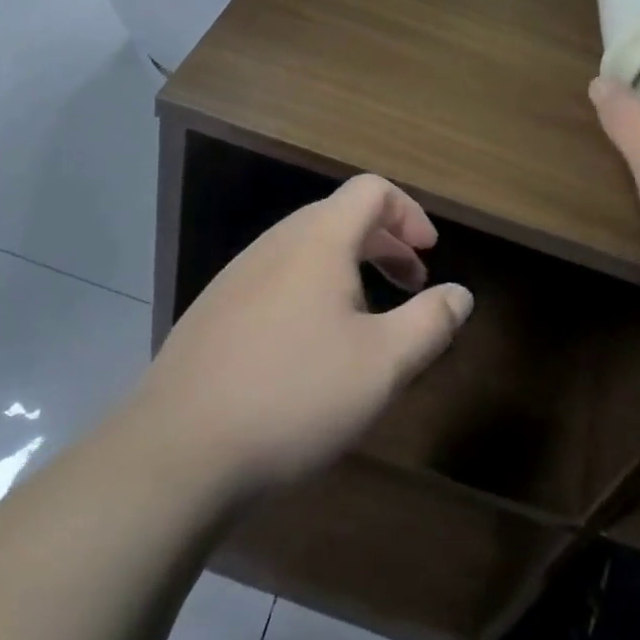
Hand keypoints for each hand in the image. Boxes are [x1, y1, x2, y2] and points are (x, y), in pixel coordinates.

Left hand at [133, 175, 474, 499]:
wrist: (178, 450)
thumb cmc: (294, 395)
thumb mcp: (382, 365)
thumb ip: (430, 322)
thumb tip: (460, 294)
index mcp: (318, 239)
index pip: (371, 190)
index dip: (409, 212)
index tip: (430, 253)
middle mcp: (276, 242)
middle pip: (340, 216)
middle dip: (385, 242)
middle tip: (411, 283)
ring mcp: (238, 274)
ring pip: (307, 249)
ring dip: (349, 268)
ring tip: (367, 319)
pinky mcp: (215, 309)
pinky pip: (278, 278)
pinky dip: (312, 290)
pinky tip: (311, 347)